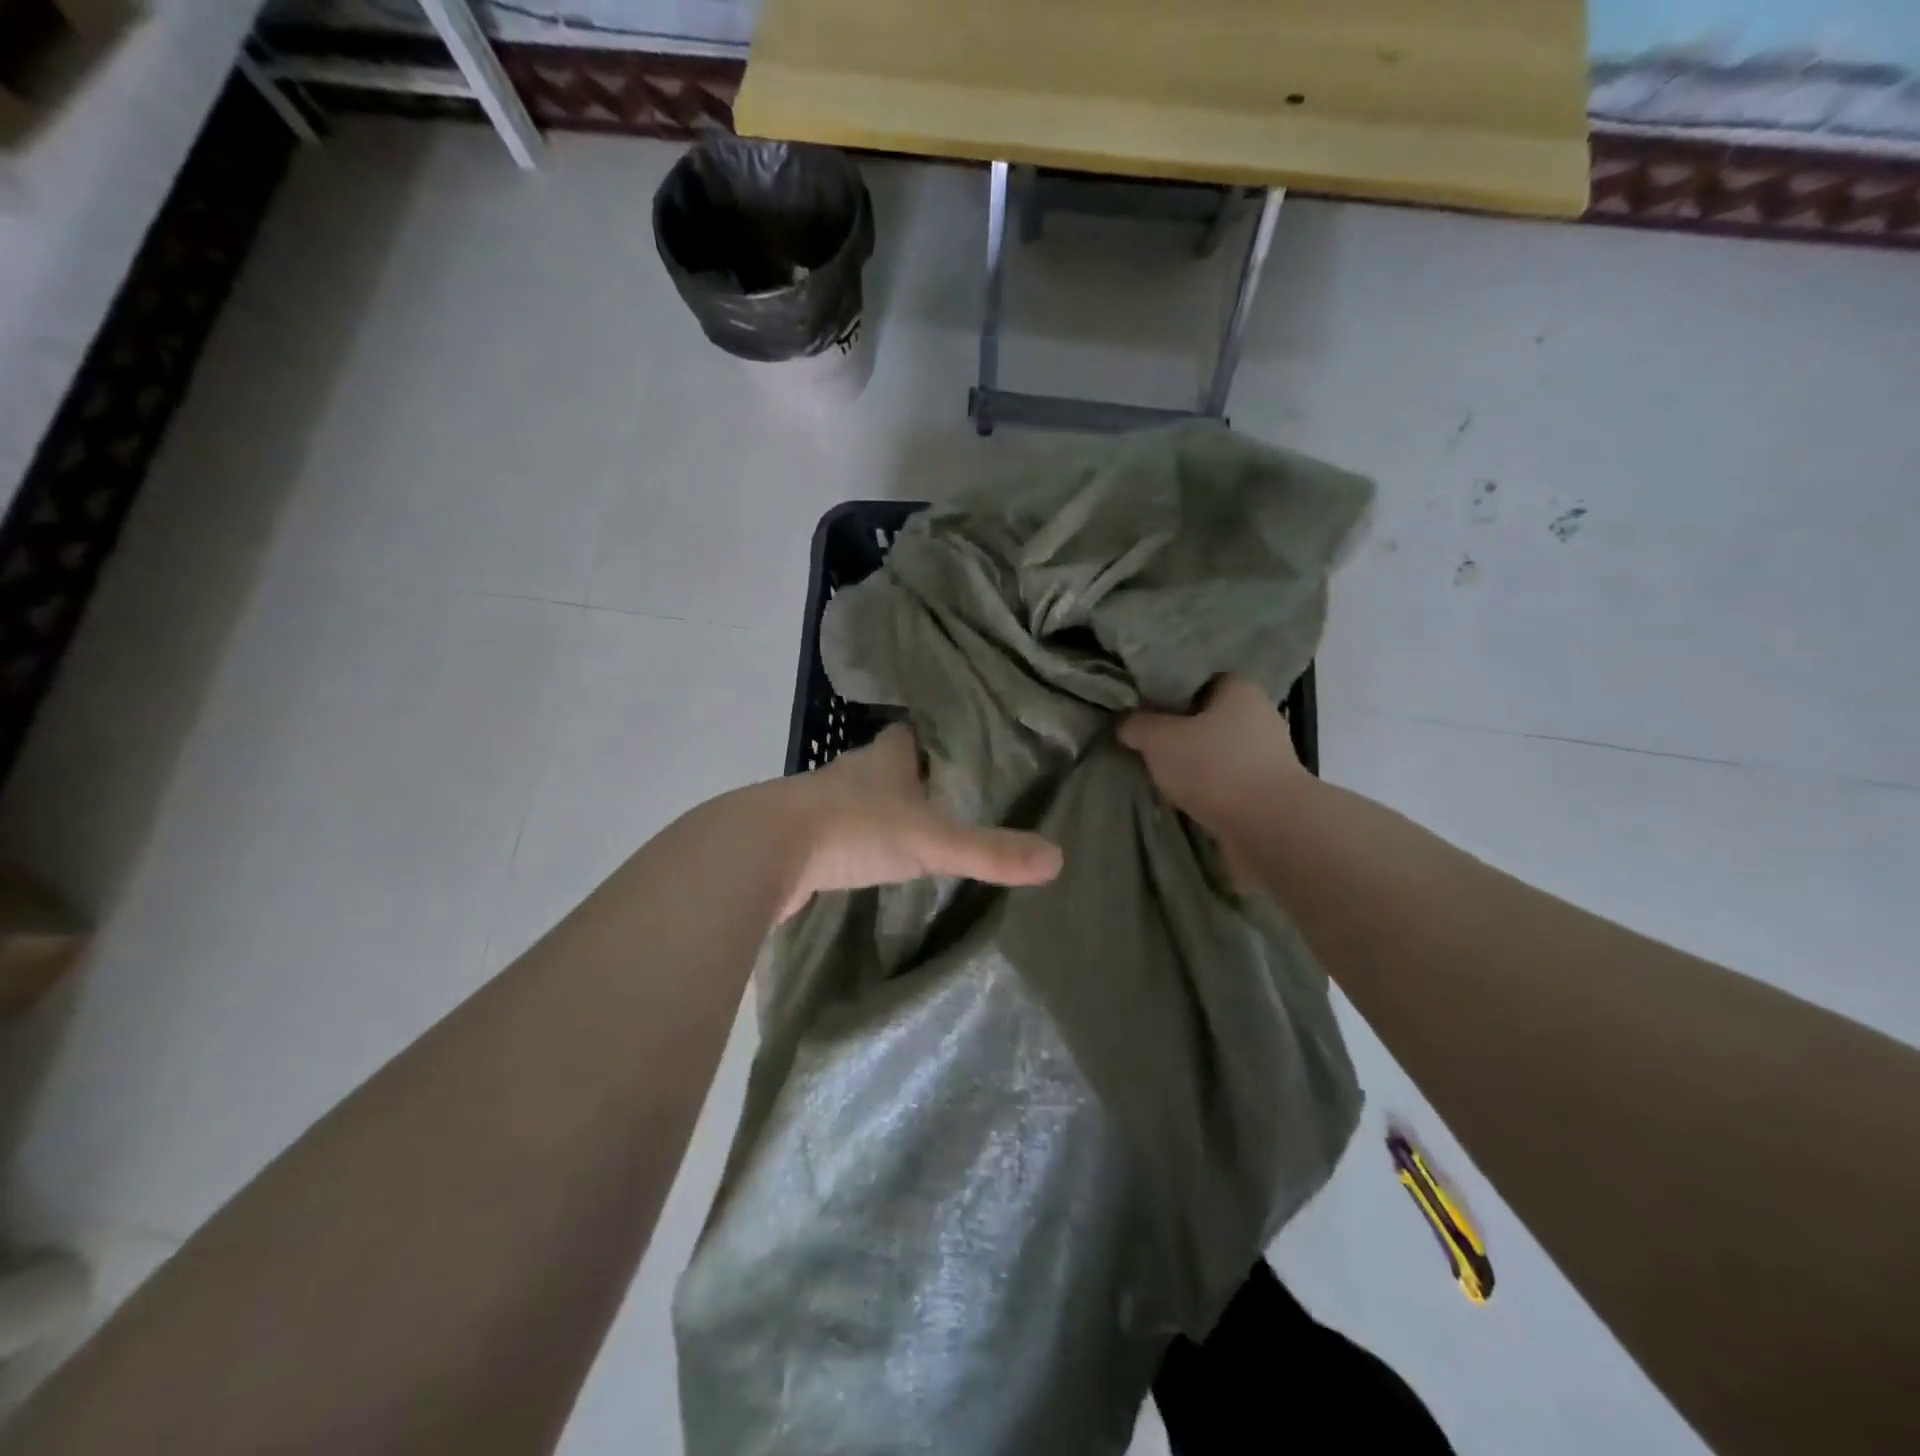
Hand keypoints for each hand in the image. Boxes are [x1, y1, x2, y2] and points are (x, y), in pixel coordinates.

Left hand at [779, 725, 1062, 919]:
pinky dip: (855, 839)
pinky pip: (837, 831)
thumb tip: (1057, 859)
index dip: (936, 737)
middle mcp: (852, 771)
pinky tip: (869, 858)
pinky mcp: (799, 835)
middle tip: (949, 792)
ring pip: (859, 796)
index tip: (961, 746)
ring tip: (915, 826)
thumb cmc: (854, 829)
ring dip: (881, 808)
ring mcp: (820, 802)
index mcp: (884, 757)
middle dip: (912, 774)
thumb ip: (990, 852)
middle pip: (886, 763)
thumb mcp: (931, 842)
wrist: (763, 852)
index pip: (913, 732)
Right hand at [1118, 675, 1306, 852]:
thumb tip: (1126, 723)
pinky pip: (1223, 781)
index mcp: (1238, 688)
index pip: (1194, 679)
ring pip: (1213, 751)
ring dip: (1189, 763)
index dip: (1164, 691)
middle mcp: (1257, 715)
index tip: (1137, 708)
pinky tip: (1179, 798)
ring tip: (1155, 774)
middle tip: (1140, 742)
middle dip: (1175, 730)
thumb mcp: (1160, 739)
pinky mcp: (1265, 790)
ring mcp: (1265, 755)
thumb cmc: (1214, 767)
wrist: (1269, 828)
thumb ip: (1138, 725)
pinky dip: (1204, 788)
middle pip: (1204, 717)